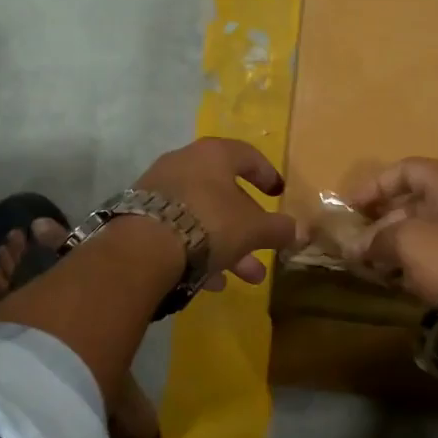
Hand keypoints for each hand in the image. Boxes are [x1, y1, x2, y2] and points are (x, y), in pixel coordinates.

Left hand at [134, 137, 301, 287]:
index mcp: (213, 154)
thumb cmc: (210, 224)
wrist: (143, 248)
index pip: (247, 156)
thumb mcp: (254, 229)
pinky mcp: (139, 216)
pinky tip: (211, 283)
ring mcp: (158, 189)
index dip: (267, 175)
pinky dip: (198, 252)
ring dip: (227, 246)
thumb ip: (279, 229)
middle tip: (265, 250)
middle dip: (248, 227)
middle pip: (224, 194)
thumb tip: (298, 231)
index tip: (278, 194)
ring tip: (245, 278)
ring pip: (202, 217)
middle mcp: (184, 163)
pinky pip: (178, 231)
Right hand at [345, 157, 437, 304]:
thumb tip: (356, 247)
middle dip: (380, 222)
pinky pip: (437, 254)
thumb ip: (377, 238)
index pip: (408, 169)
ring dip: (393, 245)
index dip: (375, 185)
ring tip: (367, 266)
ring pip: (424, 231)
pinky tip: (392, 280)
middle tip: (355, 244)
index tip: (349, 207)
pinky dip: (412, 263)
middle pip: (414, 202)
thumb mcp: (409, 242)